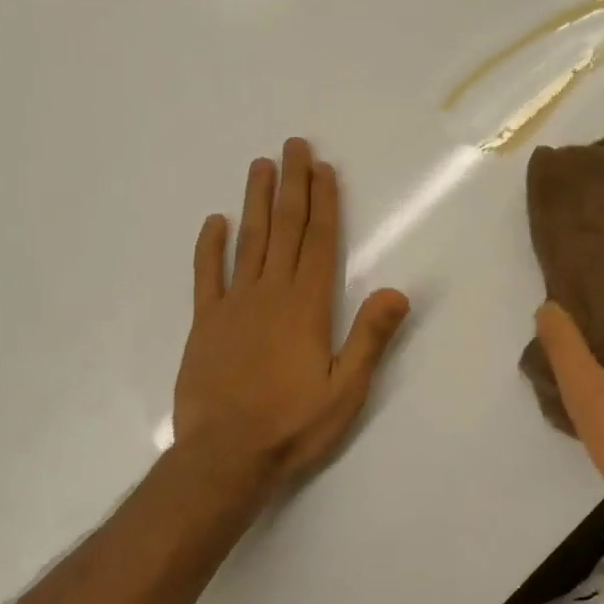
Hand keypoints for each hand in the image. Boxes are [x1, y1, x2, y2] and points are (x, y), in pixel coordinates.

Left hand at [173, 138, 409, 493]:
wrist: (224, 458)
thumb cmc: (292, 425)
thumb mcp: (346, 390)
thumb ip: (370, 338)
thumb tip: (398, 291)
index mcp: (307, 306)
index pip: (319, 242)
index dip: (323, 202)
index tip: (323, 168)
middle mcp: (270, 293)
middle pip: (284, 228)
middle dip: (292, 185)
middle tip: (293, 145)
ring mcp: (233, 305)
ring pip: (248, 241)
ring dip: (255, 201)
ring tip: (260, 165)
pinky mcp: (205, 323)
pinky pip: (207, 276)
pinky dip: (210, 246)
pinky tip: (214, 221)